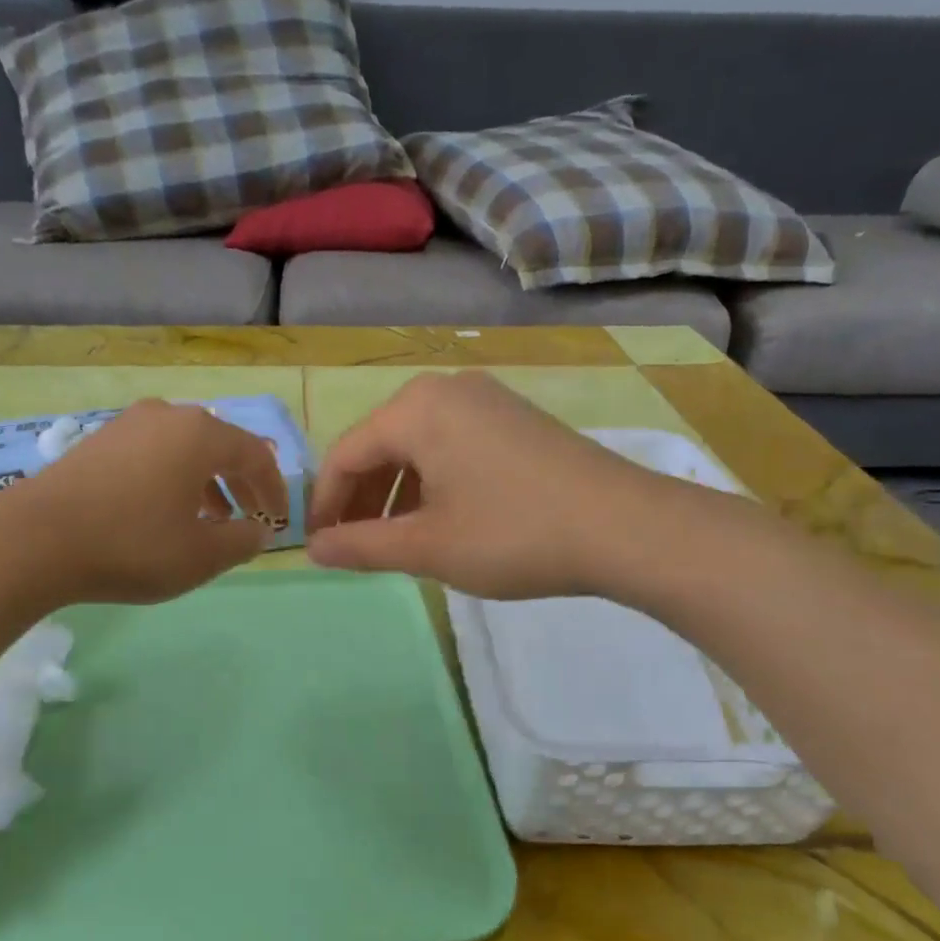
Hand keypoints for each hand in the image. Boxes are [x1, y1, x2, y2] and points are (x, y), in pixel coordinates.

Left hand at [0, 400, 288, 604]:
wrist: (34, 540)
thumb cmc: (132, 545)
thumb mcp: (201, 556)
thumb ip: (242, 542)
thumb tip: (258, 531)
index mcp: (200, 434)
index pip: (256, 455)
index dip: (274, 490)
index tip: (279, 522)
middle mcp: (167, 416)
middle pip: (221, 446)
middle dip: (241, 484)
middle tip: (251, 518)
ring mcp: (127, 424)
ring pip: (184, 449)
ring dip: (207, 483)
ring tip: (211, 520)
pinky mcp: (98, 441)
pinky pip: (153, 454)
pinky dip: (173, 479)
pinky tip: (164, 511)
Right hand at [307, 371, 673, 599]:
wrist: (625, 527)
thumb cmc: (512, 534)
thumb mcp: (427, 547)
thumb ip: (361, 546)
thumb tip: (314, 550)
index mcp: (415, 409)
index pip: (345, 456)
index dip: (325, 505)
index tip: (319, 547)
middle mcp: (445, 389)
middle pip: (380, 446)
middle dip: (362, 500)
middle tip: (355, 548)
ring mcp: (486, 399)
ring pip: (417, 447)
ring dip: (396, 494)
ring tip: (396, 541)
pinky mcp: (514, 418)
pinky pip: (451, 445)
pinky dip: (432, 482)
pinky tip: (442, 519)